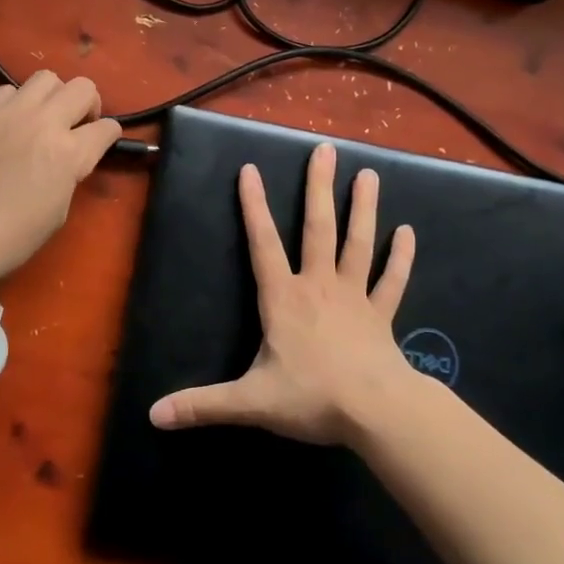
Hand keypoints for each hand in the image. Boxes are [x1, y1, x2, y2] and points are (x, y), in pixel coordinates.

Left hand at [0, 71, 121, 282]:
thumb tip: (70, 158)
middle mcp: (43, 122)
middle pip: (82, 87)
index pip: (107, 128)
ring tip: (43, 117)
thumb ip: (70, 173)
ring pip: (46, 78)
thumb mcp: (59, 210)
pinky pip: (7, 90)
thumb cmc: (12, 237)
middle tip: (77, 125)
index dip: (109, 136)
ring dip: (53, 96)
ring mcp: (9, 113)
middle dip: (88, 104)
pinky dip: (17, 102)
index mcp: (69, 153)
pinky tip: (10, 124)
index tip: (102, 143)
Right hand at [149, 142, 418, 445]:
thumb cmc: (311, 397)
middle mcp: (319, 285)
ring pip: (358, 243)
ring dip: (363, 208)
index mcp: (284, 298)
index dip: (254, 206)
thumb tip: (154, 414)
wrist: (376, 412)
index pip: (263, 243)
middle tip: (325, 149)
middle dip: (319, 187)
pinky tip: (409, 232)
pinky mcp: (381, 315)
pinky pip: (392, 281)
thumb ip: (203, 405)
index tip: (250, 169)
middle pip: (318, 228)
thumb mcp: (250, 402)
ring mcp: (354, 296)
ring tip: (368, 173)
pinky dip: (400, 257)